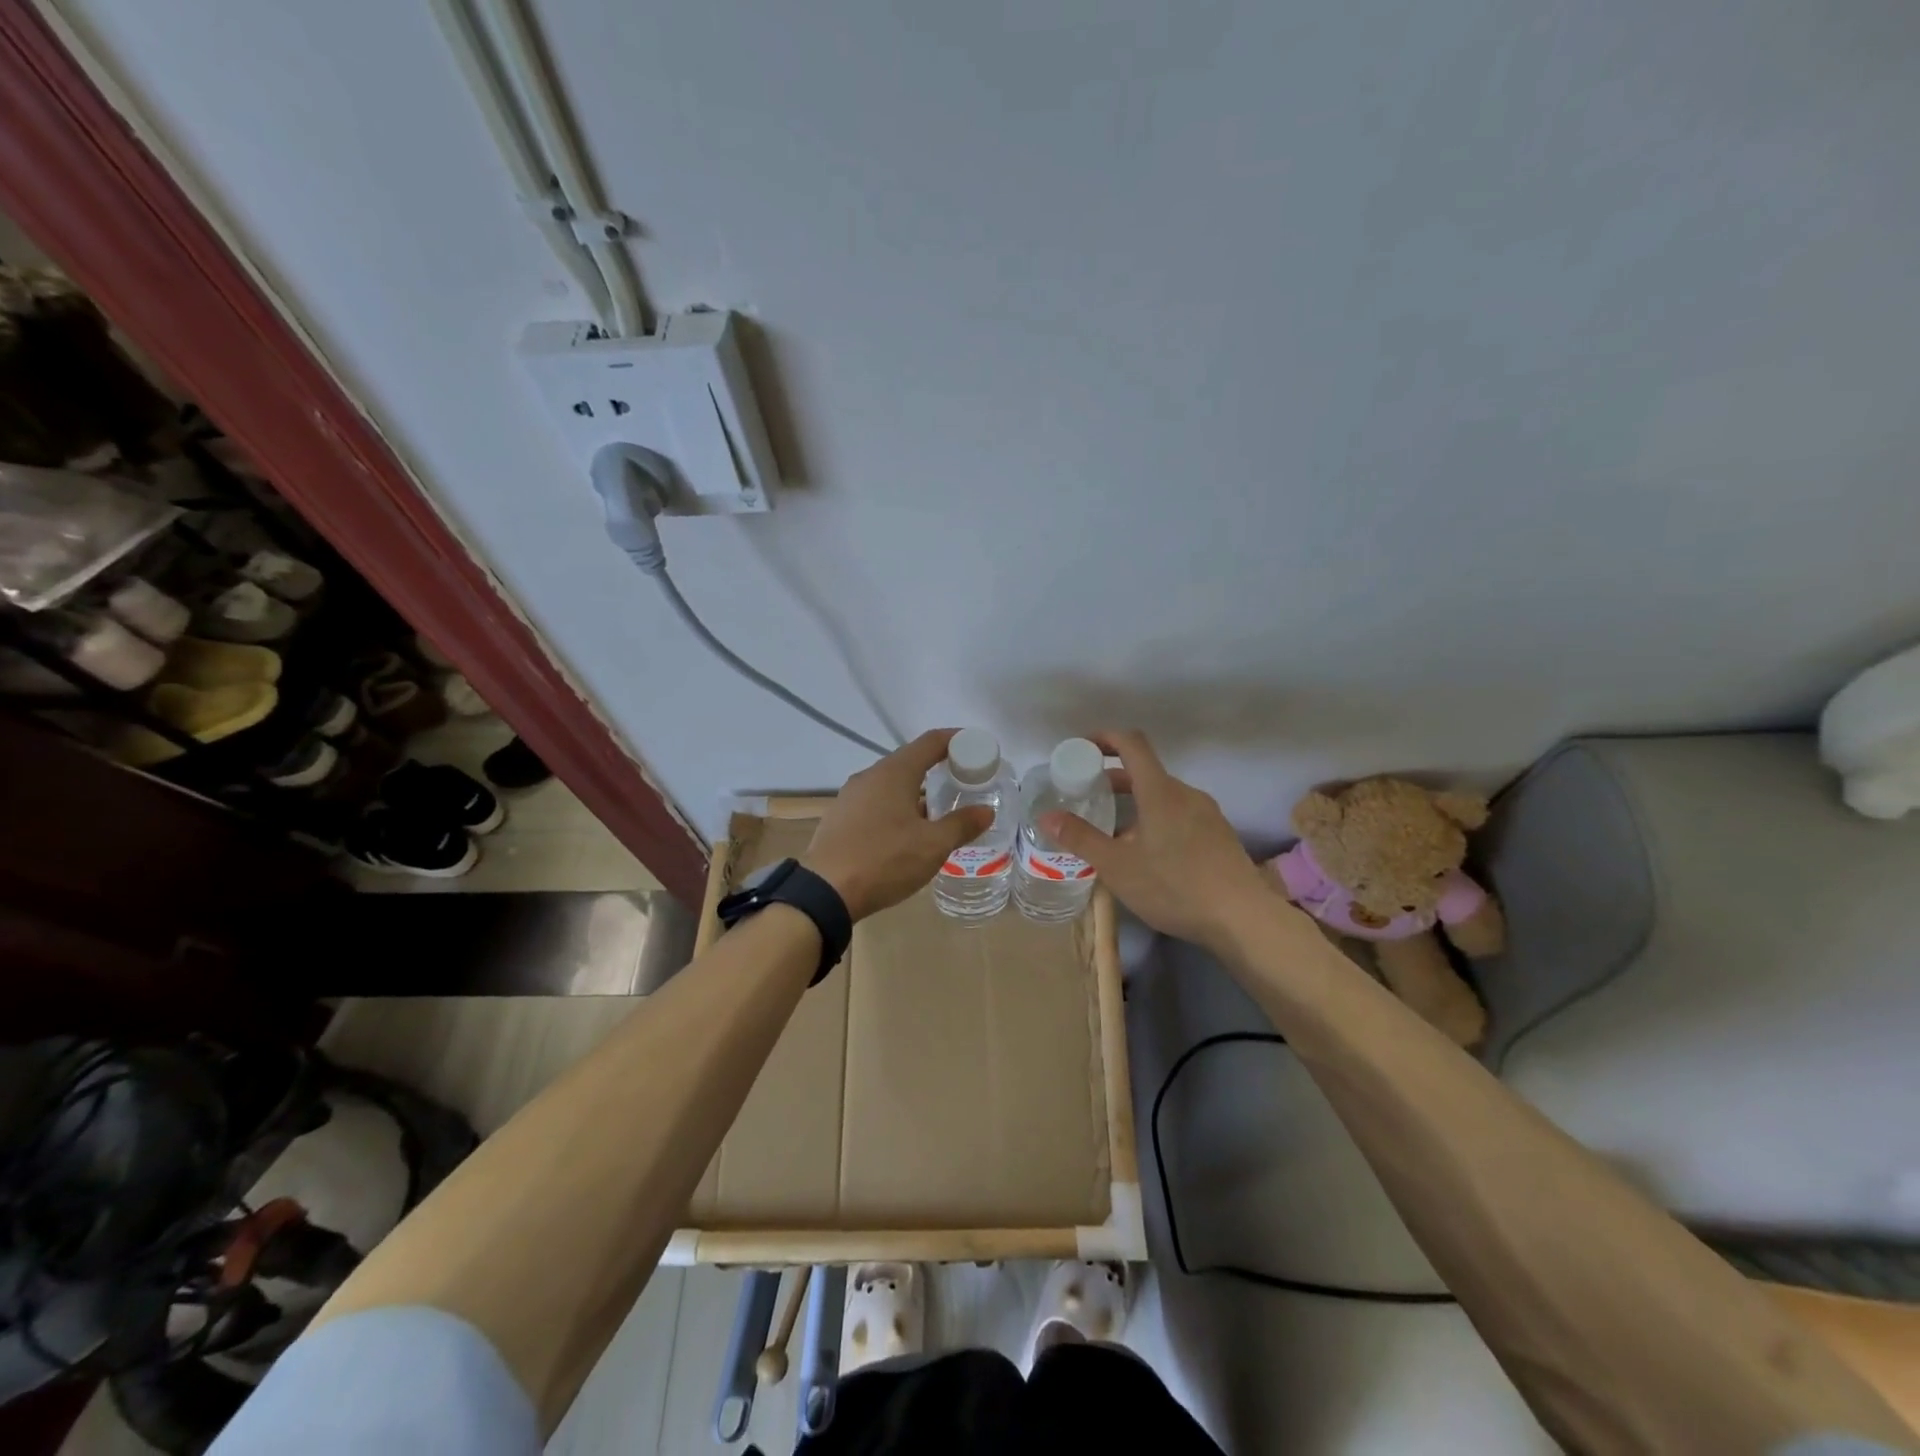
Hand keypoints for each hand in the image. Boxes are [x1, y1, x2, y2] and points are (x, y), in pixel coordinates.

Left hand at [803, 729, 995, 921]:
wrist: (825, 891)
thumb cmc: (885, 860)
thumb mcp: (932, 846)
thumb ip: (961, 825)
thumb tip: (986, 811)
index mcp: (894, 772)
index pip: (930, 742)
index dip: (956, 740)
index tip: (977, 748)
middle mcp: (870, 776)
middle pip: (910, 761)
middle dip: (938, 768)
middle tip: (963, 783)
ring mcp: (850, 796)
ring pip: (891, 784)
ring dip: (916, 791)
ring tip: (938, 811)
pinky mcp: (840, 817)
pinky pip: (875, 802)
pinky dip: (896, 807)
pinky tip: (905, 831)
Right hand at [1039, 730, 1277, 953]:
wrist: (1243, 918)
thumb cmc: (1175, 886)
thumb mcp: (1118, 867)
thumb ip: (1081, 838)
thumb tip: (1046, 816)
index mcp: (1160, 792)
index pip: (1132, 744)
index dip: (1105, 738)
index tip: (1082, 747)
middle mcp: (1186, 794)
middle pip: (1146, 772)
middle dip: (1113, 778)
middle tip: (1086, 795)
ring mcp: (1207, 814)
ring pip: (1164, 796)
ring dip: (1136, 802)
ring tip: (1113, 832)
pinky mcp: (1219, 835)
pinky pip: (1180, 814)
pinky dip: (1156, 819)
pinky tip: (1148, 854)